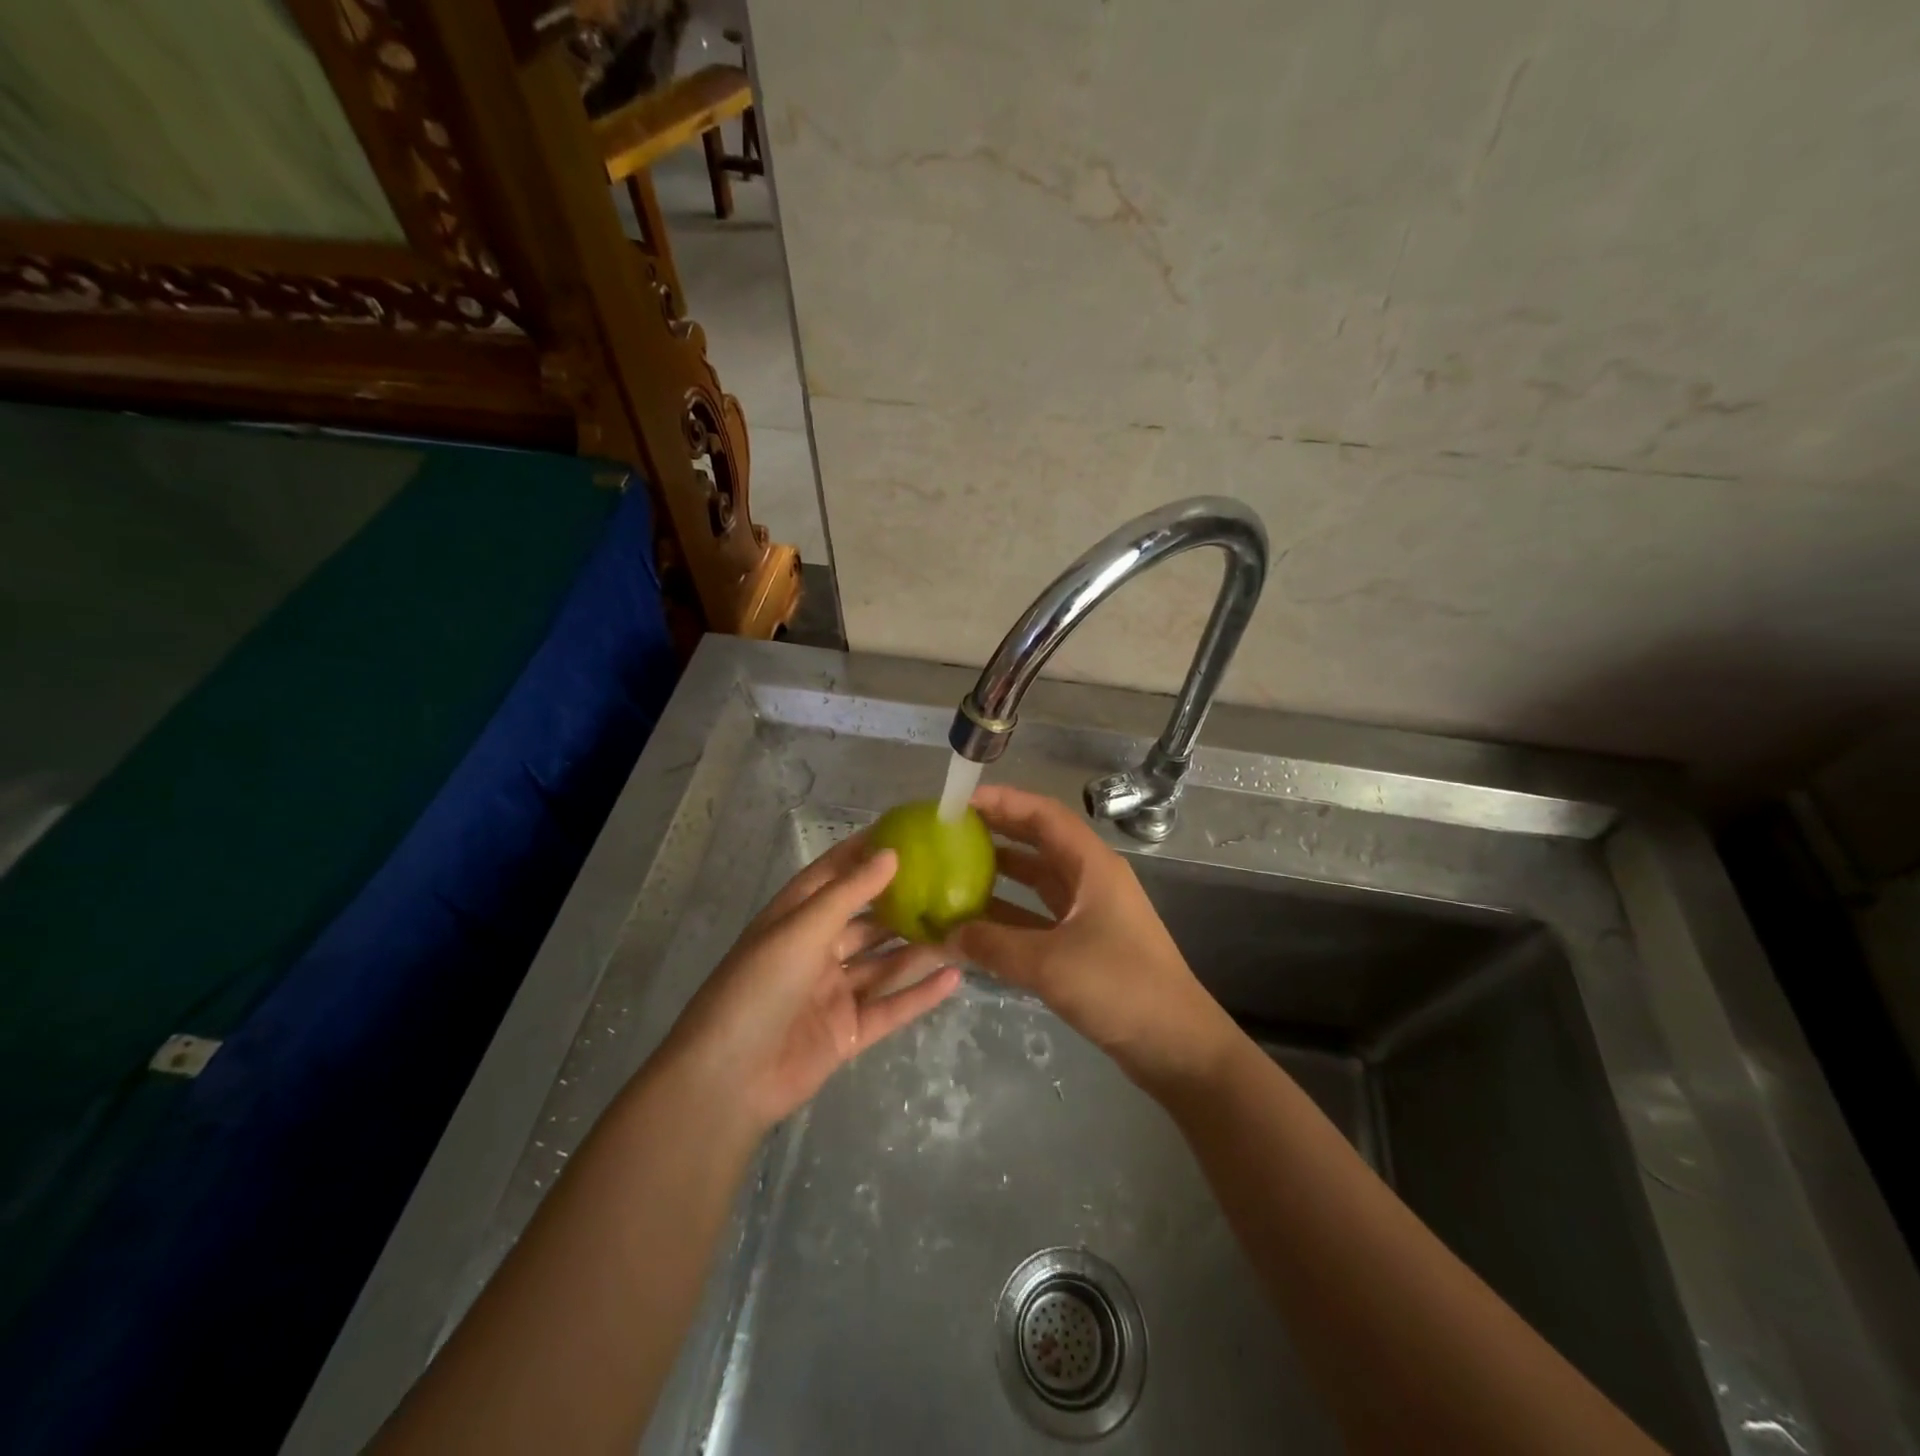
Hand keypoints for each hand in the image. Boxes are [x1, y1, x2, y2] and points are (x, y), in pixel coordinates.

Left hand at [663, 834, 962, 1131]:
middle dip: (903, 902)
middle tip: (951, 881)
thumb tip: (892, 853)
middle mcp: (816, 949)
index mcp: (796, 918)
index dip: (865, 851)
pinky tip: (955, 976)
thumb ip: (849, 893)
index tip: (906, 831)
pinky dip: (921, 993)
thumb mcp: (801, 930)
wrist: (728, 1080)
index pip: (834, 873)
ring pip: (884, 963)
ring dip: (919, 947)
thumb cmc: (758, 988)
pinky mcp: (849, 1030)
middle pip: (867, 919)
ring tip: (963, 926)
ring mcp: (834, 991)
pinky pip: (891, 1005)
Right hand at [951, 785, 1235, 1091]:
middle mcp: (1092, 880)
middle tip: (950, 832)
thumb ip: (994, 945)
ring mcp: (1091, 912)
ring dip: (1001, 874)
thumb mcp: (1050, 963)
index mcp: (1092, 866)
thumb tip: (945, 936)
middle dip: (997, 832)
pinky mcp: (1087, 944)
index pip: (1044, 815)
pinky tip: (977, 925)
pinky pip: (1040, 916)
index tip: (961, 802)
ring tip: (954, 872)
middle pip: (1040, 842)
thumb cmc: (1120, 988)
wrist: (1177, 1045)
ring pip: (1039, 881)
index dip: (1003, 802)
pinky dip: (1010, 915)